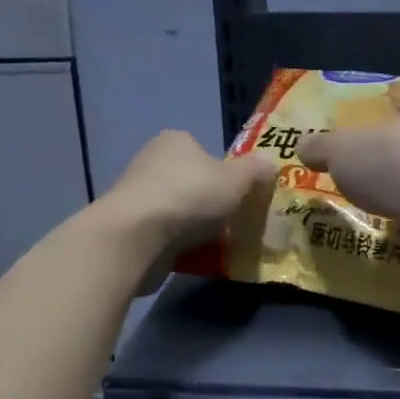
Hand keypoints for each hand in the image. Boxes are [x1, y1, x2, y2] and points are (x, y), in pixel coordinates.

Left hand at [100, 131, 276, 286]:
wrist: (136, 238)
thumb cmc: (190, 196)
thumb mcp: (236, 180)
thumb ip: (255, 171)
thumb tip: (269, 163)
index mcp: (176, 140)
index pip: (204, 151)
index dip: (225, 172)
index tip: (240, 194)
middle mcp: (152, 161)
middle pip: (192, 181)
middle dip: (210, 201)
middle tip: (233, 220)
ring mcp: (137, 196)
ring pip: (178, 209)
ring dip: (194, 225)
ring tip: (218, 243)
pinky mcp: (129, 228)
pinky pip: (164, 234)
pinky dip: (178, 244)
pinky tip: (195, 257)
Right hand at [298, 119, 399, 289]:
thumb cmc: (392, 165)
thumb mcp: (342, 148)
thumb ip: (322, 148)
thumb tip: (301, 145)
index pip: (388, 134)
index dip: (368, 145)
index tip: (347, 161)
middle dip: (383, 188)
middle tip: (350, 204)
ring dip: (397, 225)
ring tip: (362, 240)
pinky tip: (385, 266)